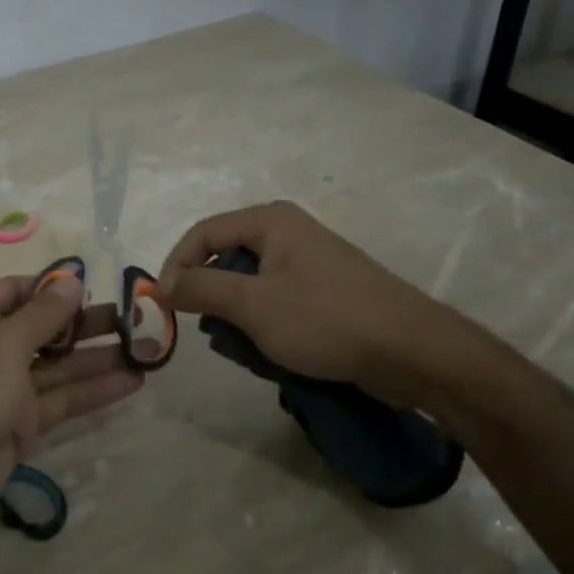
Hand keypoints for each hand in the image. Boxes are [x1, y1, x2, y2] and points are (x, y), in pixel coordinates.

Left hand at [0, 275, 141, 540]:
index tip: (97, 287)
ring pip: (58, 367)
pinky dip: (93, 392)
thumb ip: (42, 316)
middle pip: (44, 329)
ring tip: (148, 348)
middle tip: (136, 319)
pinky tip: (132, 382)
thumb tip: (72, 280)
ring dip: (98, 358)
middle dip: (86, 324)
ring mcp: (5, 391)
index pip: (18, 291)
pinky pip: (61, 401)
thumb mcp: (3, 347)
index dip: (54, 288)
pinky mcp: (20, 427)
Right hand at [159, 201, 487, 409]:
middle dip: (210, 295)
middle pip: (225, 257)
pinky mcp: (324, 293)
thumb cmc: (326, 319)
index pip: (202, 233)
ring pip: (249, 285)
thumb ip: (201, 289)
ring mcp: (308, 263)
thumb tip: (160, 285)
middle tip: (205, 330)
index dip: (177, 266)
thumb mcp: (253, 304)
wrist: (413, 352)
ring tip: (244, 346)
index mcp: (270, 221)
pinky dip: (264, 324)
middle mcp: (288, 233)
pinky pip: (275, 301)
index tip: (164, 306)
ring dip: (237, 316)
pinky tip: (272, 352)